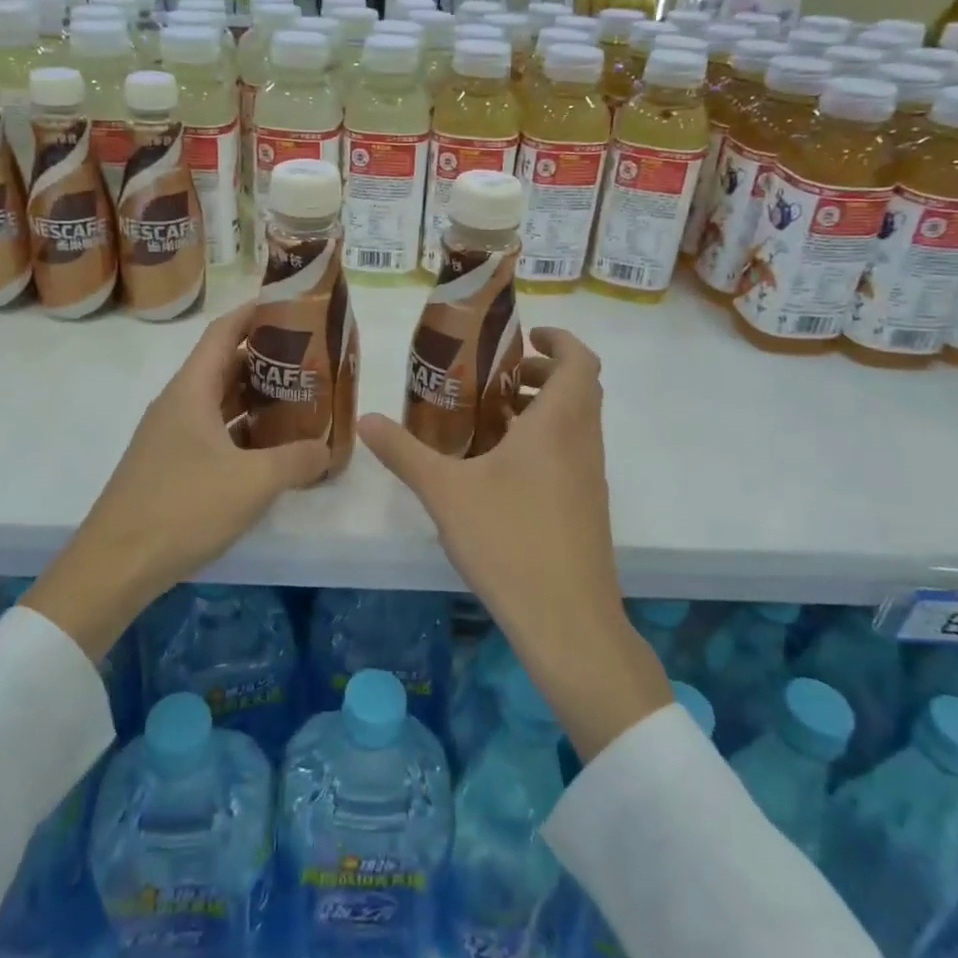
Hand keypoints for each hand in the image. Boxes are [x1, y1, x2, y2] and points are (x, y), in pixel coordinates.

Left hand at [24, 302, 329, 657]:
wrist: (115, 565)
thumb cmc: (182, 508)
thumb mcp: (252, 482)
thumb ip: (296, 459)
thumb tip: (326, 449)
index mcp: (190, 390)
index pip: (224, 332)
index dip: (256, 313)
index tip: (294, 307)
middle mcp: (178, 404)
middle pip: (224, 365)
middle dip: (267, 358)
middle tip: (311, 361)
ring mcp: (170, 436)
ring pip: (219, 401)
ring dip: (256, 397)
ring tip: (300, 400)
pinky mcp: (170, 465)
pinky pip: (213, 432)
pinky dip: (243, 431)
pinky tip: (270, 449)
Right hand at [359, 328, 670, 760]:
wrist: (567, 620)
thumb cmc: (510, 541)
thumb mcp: (445, 492)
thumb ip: (404, 452)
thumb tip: (366, 420)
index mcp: (558, 423)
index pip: (579, 360)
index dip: (560, 339)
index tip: (526, 336)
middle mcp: (583, 442)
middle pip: (579, 388)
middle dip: (542, 372)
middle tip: (498, 376)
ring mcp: (590, 478)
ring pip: (577, 422)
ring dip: (544, 407)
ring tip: (493, 417)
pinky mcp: (588, 507)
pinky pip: (572, 452)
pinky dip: (546, 440)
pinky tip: (502, 469)